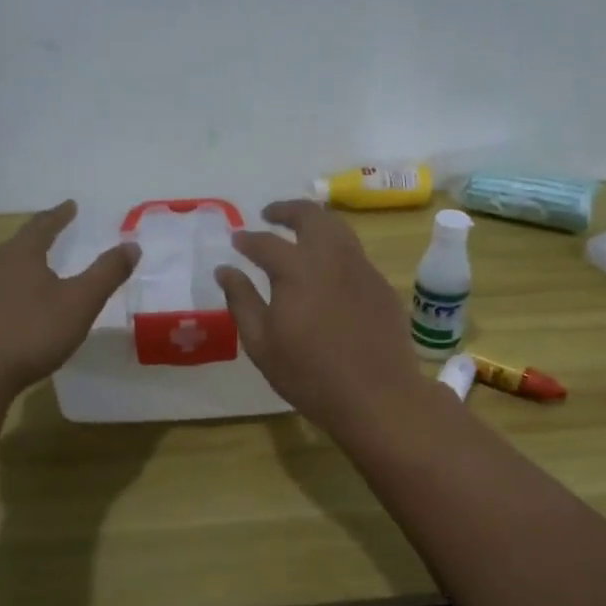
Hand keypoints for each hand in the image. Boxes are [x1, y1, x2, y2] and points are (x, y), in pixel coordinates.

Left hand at [0, 201, 138, 402]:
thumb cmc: (31, 332)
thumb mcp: (80, 303)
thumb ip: (106, 273)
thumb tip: (132, 245)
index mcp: (20, 255)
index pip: (42, 226)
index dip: (59, 216)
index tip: (70, 206)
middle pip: (17, 247)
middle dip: (36, 242)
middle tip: (52, 238)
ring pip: (0, 273)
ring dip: (19, 271)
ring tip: (34, 275)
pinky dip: (6, 298)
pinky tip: (12, 314)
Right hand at [215, 199, 426, 432]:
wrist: (377, 396)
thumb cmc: (309, 375)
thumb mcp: (261, 344)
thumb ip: (241, 300)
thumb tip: (225, 269)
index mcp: (296, 269)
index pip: (265, 242)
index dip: (247, 238)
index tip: (236, 239)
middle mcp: (331, 257)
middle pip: (310, 216)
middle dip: (286, 210)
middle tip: (270, 215)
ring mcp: (361, 268)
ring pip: (338, 228)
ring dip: (315, 222)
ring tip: (300, 232)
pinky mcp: (381, 284)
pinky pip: (355, 253)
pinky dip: (336, 247)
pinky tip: (329, 268)